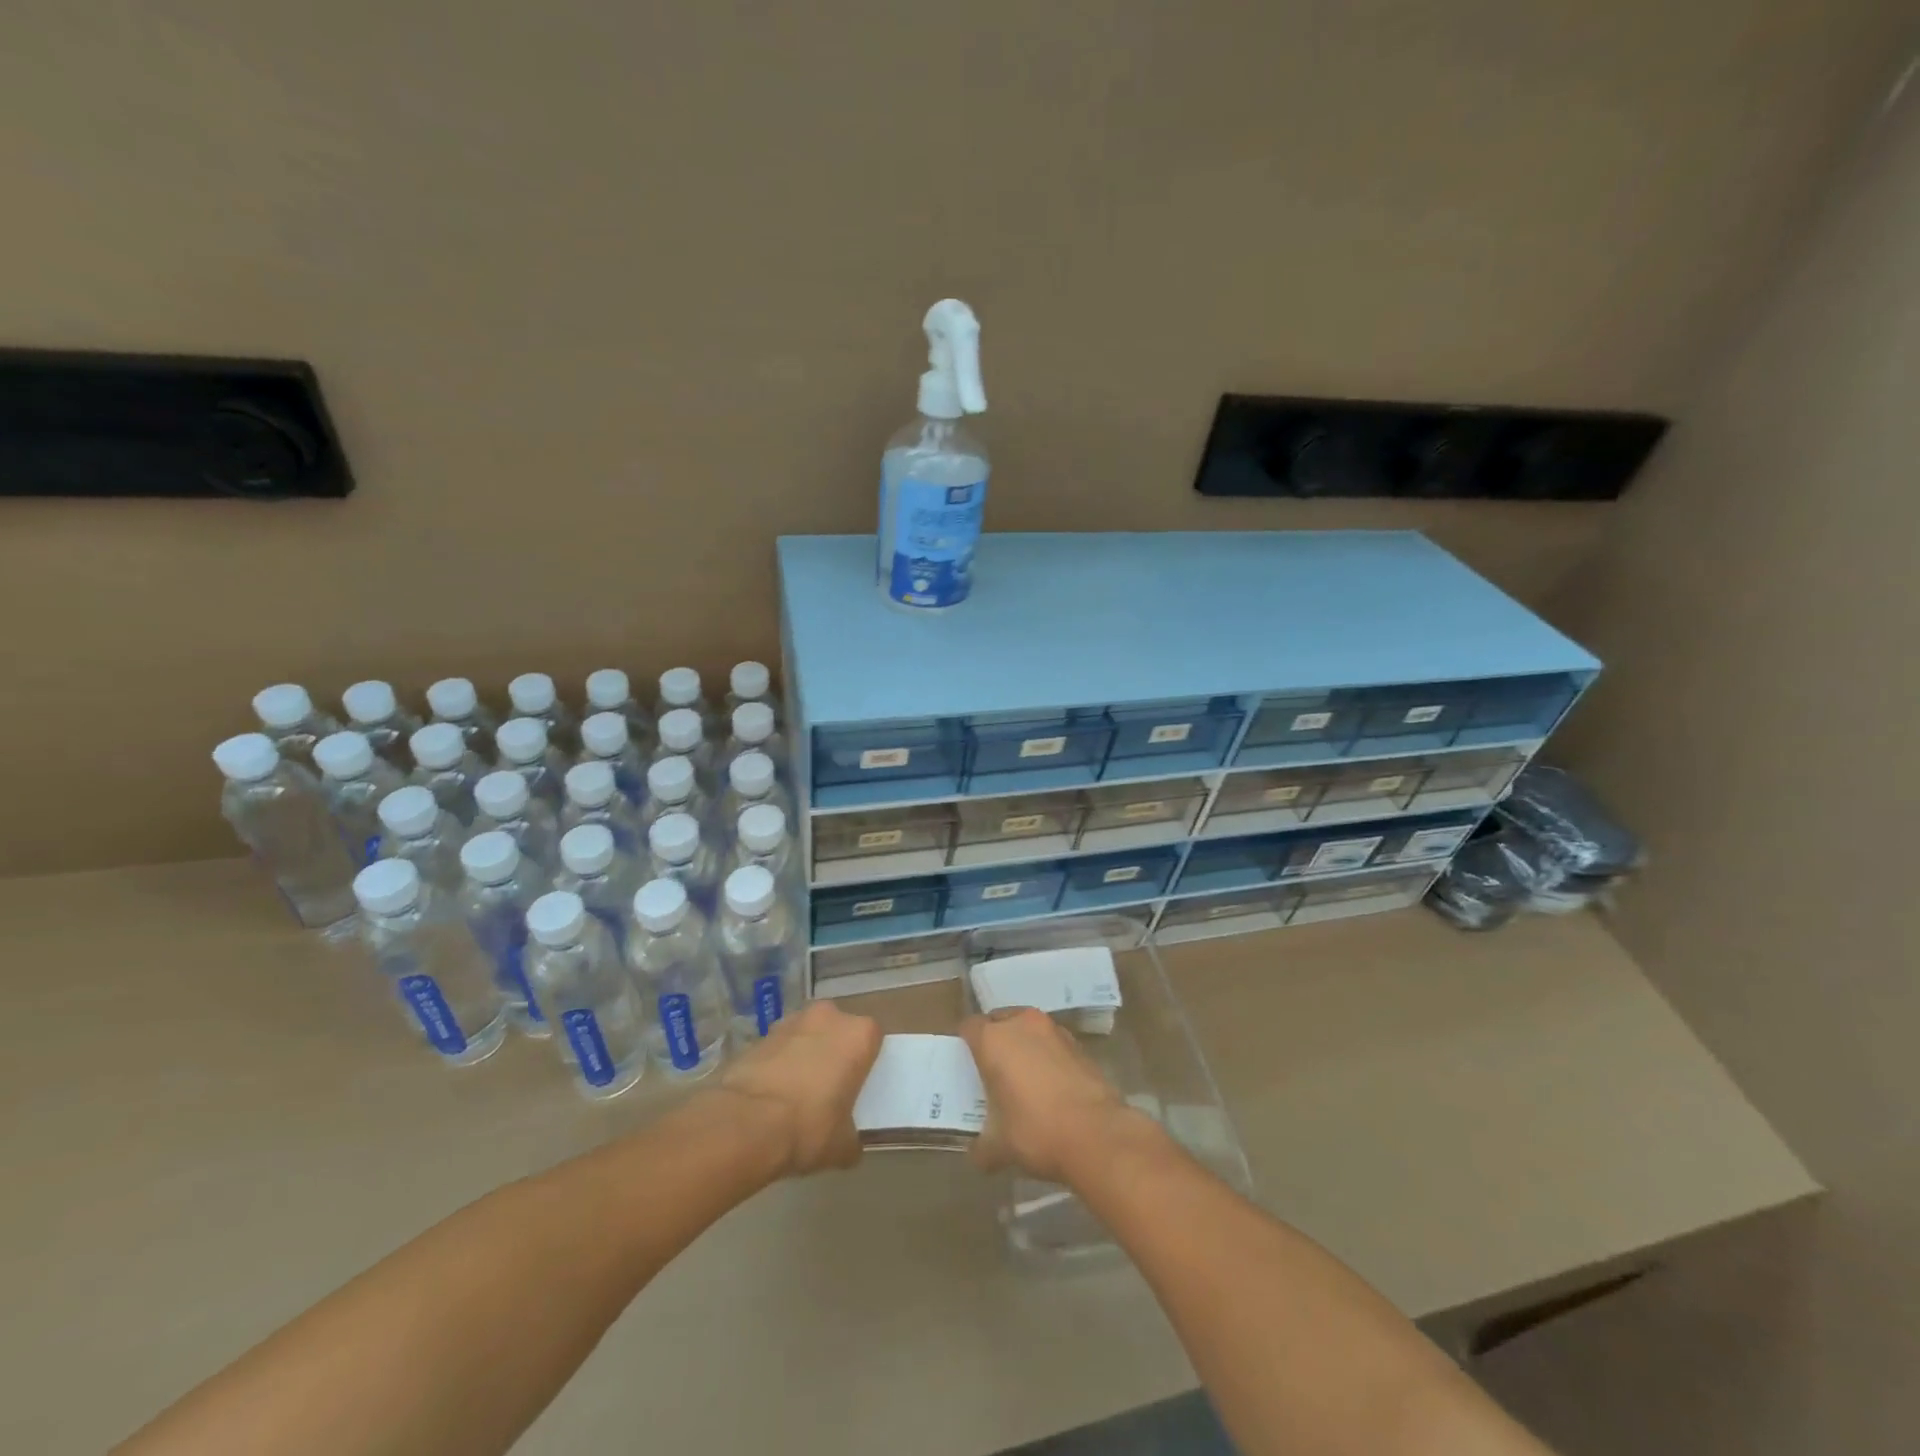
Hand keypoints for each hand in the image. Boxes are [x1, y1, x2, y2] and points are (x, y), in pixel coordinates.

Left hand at [717, 1001, 882, 1176]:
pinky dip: (777, 1065)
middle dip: (833, 1053)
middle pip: (837, 1031)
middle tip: (828, 1088)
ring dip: (804, 1055)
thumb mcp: (843, 1146)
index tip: (857, 1086)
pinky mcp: (759, 1035)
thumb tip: (849, 1145)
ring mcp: (791, 1022)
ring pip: (806, 1036)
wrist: (745, 1123)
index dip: (865, 1062)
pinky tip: (770, 1096)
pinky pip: (778, 1048)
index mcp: (859, 1034)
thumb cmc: (809, 1127)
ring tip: (795, 1094)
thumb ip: (852, 1138)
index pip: (872, 1039)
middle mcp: (828, 1017)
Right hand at [960, 1007, 1145, 1182]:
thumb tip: (977, 1156)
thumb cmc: (1035, 1131)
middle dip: (995, 1040)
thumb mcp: (999, 1146)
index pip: (969, 1026)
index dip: (965, 1043)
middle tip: (993, 1070)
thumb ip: (982, 1146)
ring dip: (1023, 1045)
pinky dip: (1047, 1056)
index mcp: (993, 1040)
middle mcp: (1022, 1024)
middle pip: (999, 1020)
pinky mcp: (1079, 1044)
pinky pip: (1052, 1043)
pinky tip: (1051, 1085)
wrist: (1096, 1134)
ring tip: (1024, 1077)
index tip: (966, 1064)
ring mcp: (1054, 1030)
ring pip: (1028, 1028)